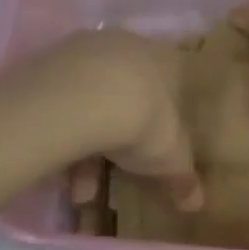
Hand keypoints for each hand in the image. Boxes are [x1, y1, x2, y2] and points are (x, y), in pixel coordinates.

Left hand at [33, 30, 203, 212]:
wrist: (84, 97)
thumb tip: (197, 203)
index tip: (157, 142)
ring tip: (81, 193)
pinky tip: (59, 172)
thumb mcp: (170, 157)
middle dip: (120, 140)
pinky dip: (64, 137)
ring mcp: (86, 51)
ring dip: (88, 149)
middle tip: (116, 174)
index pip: (171, 80)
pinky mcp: (51, 63)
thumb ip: (183, 177)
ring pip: (92, 103)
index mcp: (163, 58)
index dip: (164, 113)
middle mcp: (126, 46)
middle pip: (127, 93)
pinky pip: (63, 104)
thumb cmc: (143, 118)